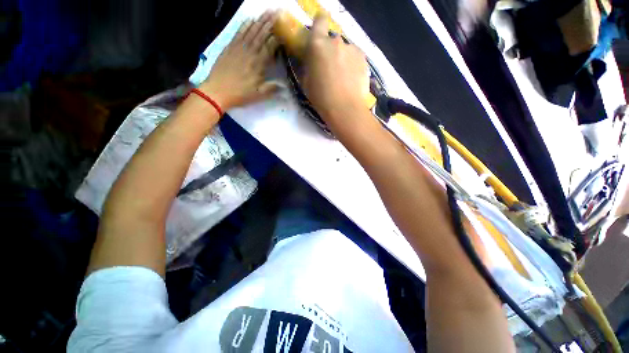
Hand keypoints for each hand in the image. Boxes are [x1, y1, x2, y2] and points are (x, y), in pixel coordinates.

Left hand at [200, 11, 279, 110]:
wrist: (217, 91)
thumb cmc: (240, 94)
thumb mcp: (259, 95)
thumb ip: (272, 89)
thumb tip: (285, 87)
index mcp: (258, 64)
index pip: (269, 47)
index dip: (276, 38)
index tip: (283, 30)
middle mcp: (250, 52)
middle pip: (261, 35)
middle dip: (269, 23)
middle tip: (276, 12)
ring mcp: (238, 48)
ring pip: (250, 31)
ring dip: (259, 20)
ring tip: (266, 12)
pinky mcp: (229, 47)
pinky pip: (238, 33)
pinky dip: (244, 25)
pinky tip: (249, 19)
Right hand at [303, 14, 370, 126]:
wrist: (345, 108)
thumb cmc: (321, 98)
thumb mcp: (307, 82)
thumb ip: (309, 65)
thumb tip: (312, 61)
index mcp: (318, 45)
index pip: (319, 21)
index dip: (320, 24)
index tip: (320, 33)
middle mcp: (336, 41)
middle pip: (333, 40)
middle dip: (331, 50)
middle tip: (330, 68)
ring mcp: (352, 49)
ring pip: (345, 50)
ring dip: (343, 58)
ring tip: (343, 77)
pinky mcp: (364, 58)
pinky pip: (355, 57)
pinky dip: (353, 65)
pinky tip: (351, 79)